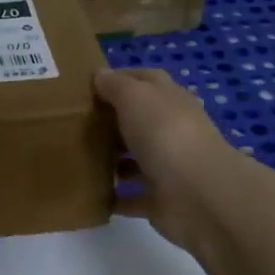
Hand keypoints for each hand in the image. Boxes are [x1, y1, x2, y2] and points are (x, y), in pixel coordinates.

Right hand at [95, 67, 240, 251]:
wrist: (198, 195)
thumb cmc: (165, 134)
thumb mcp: (135, 97)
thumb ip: (116, 85)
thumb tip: (100, 75)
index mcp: (170, 100)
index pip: (146, 80)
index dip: (120, 79)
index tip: (89, 86)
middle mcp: (172, 130)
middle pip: (139, 121)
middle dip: (112, 122)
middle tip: (75, 125)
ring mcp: (169, 166)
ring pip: (136, 160)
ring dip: (112, 161)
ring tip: (78, 160)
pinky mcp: (162, 200)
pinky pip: (134, 197)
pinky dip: (116, 198)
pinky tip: (90, 196)